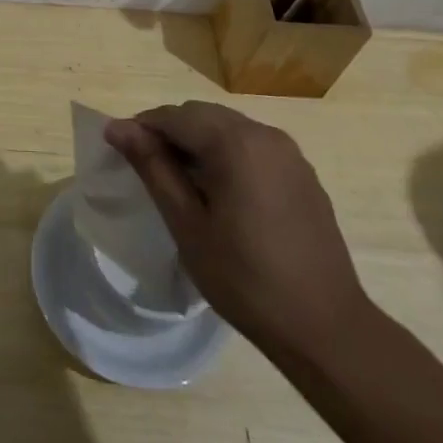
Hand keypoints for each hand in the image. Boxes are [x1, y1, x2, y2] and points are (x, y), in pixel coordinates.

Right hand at [105, 102, 371, 361]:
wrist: (325, 328)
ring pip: (228, 127)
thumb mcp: (186, 223)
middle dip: (170, 132)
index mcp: (235, 142)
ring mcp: (289, 153)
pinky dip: (227, 154)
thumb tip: (117, 127)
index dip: (142, 128)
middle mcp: (265, 134)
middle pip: (202, 115)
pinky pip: (253, 146)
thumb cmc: (245, 278)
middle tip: (148, 169)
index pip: (174, 116)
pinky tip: (220, 192)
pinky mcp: (302, 173)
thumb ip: (152, 167)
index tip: (121, 153)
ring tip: (181, 182)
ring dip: (198, 142)